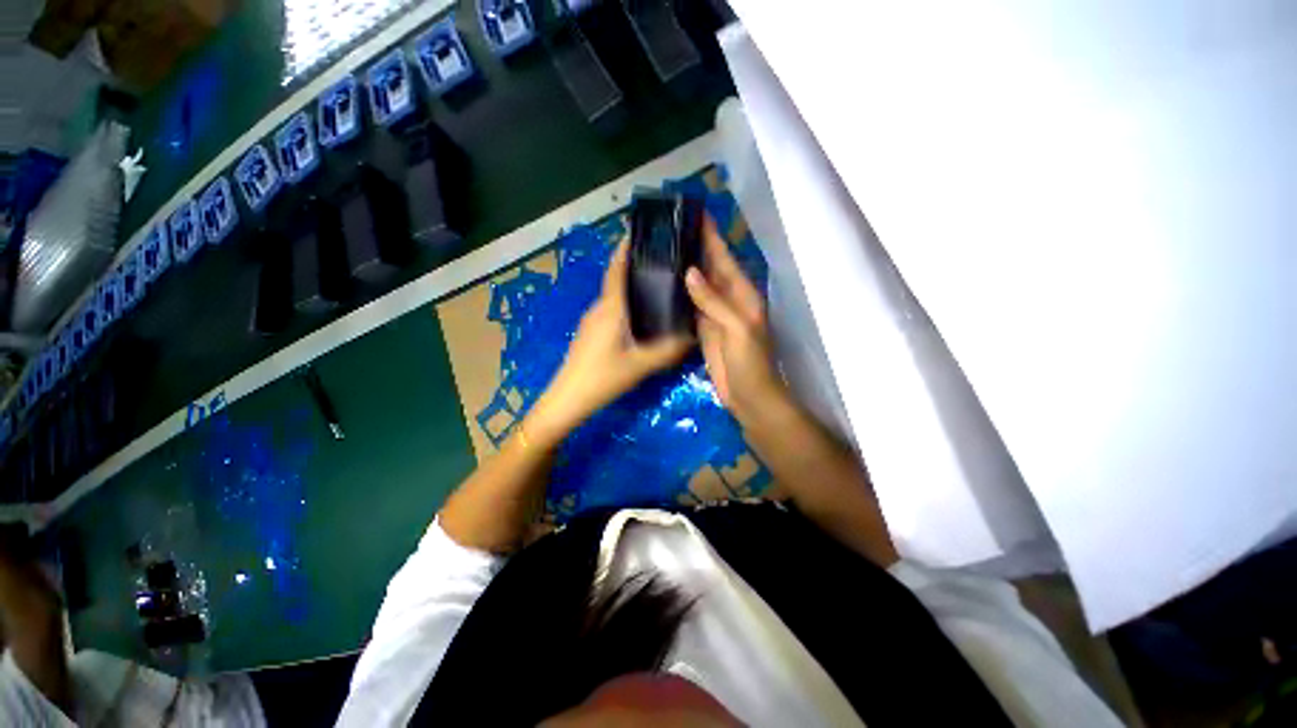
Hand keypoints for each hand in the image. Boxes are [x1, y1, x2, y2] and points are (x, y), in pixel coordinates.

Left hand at [530, 239, 691, 443]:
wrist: (568, 397)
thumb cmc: (603, 376)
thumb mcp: (641, 364)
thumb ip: (668, 350)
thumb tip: (693, 337)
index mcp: (611, 308)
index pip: (617, 269)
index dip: (626, 248)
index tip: (639, 232)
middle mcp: (599, 307)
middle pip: (617, 280)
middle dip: (635, 267)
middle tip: (663, 264)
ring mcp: (591, 320)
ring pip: (614, 297)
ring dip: (630, 288)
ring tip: (656, 288)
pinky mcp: (590, 332)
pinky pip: (610, 310)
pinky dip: (625, 305)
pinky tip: (640, 317)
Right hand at [685, 218, 784, 424]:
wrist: (748, 396)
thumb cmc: (751, 362)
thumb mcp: (738, 329)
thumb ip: (714, 301)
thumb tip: (689, 272)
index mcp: (742, 294)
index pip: (725, 259)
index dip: (712, 237)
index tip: (697, 215)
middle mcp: (729, 300)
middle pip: (710, 269)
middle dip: (695, 248)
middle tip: (671, 230)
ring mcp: (715, 315)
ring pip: (698, 286)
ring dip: (685, 269)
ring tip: (664, 251)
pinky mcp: (704, 329)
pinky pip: (691, 306)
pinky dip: (680, 294)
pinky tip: (665, 285)